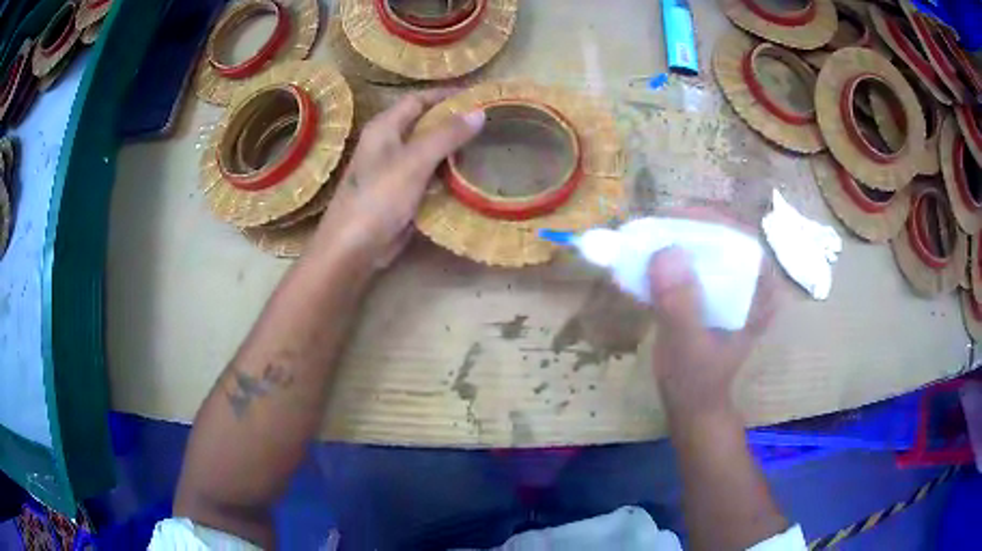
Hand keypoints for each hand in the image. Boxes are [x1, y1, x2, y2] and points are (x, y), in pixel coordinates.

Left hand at [312, 89, 485, 268]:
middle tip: (488, 121)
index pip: (417, 99)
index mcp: (384, 127)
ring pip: (427, 151)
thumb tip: (479, 111)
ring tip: (485, 144)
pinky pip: (427, 175)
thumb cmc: (379, 198)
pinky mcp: (400, 194)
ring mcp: (393, 170)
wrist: (354, 248)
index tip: (477, 95)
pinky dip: (446, 172)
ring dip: (452, 148)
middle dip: (453, 121)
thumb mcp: (414, 161)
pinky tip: (468, 174)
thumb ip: (446, 135)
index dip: (445, 95)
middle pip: (423, 124)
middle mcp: (387, 144)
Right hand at [648, 215, 776, 418]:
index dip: (710, 221)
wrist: (693, 405)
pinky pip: (695, 264)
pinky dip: (671, 258)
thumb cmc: (696, 381)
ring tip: (646, 238)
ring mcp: (733, 288)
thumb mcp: (687, 347)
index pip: (742, 239)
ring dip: (677, 239)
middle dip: (688, 227)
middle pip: (724, 238)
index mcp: (761, 293)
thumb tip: (665, 252)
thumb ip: (680, 305)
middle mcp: (751, 283)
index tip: (674, 218)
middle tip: (653, 226)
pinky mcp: (713, 293)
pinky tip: (648, 258)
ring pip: (708, 248)